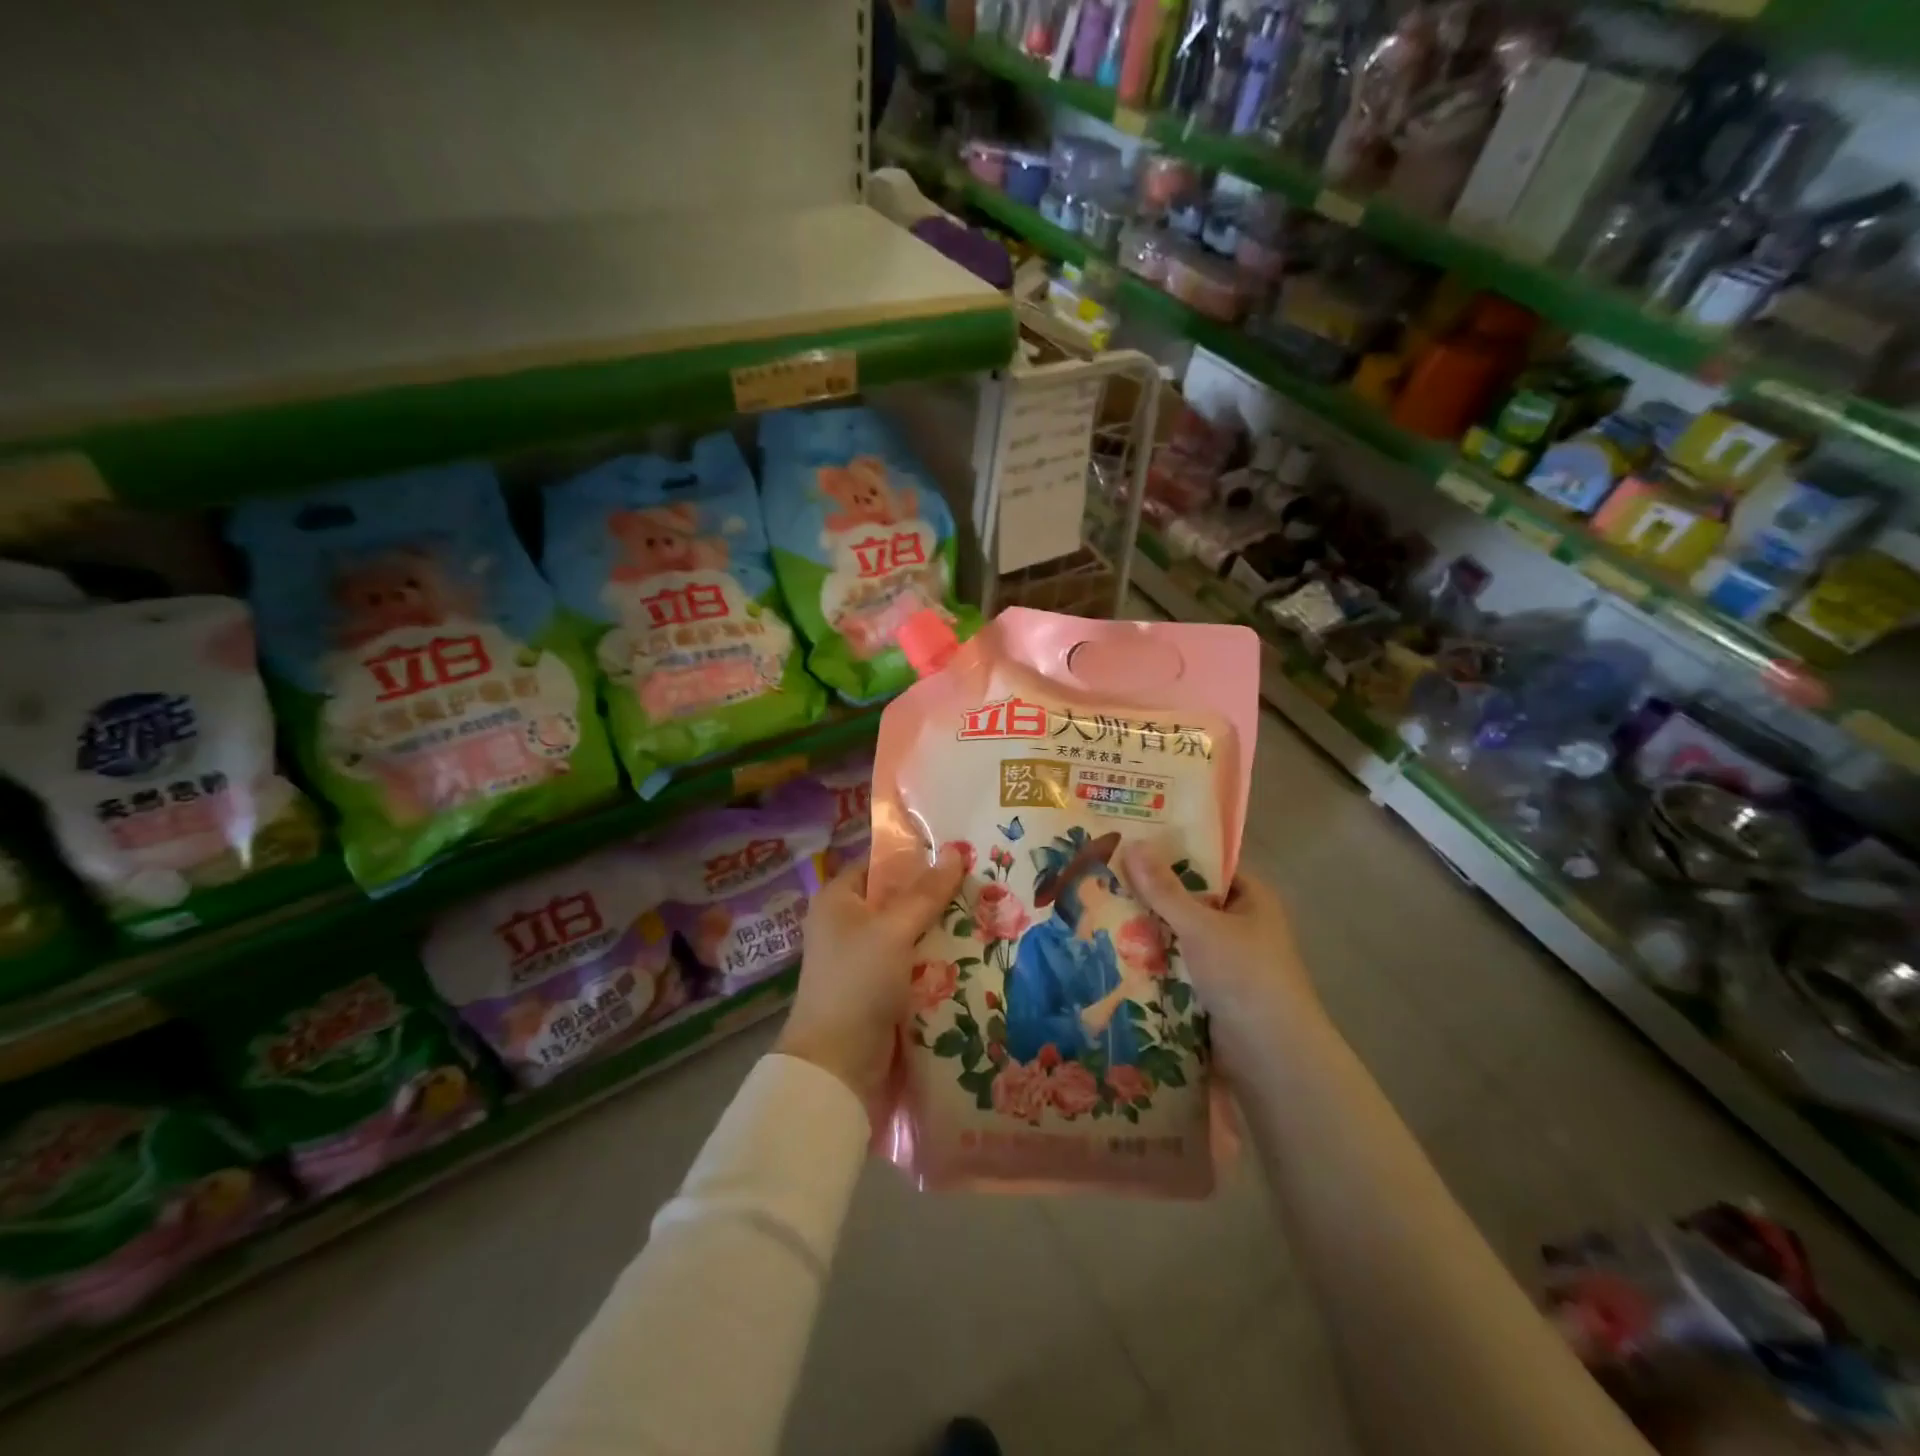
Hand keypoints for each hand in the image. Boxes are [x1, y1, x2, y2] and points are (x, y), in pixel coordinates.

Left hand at [776, 847, 965, 1107]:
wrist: (839, 1065)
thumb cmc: (858, 982)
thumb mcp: (893, 930)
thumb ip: (926, 893)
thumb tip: (957, 851)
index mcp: (837, 900)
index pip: (879, 865)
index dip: (914, 857)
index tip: (957, 854)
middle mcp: (847, 924)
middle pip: (898, 899)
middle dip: (936, 896)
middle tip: (981, 883)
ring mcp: (864, 959)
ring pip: (910, 933)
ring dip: (941, 929)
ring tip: (987, 913)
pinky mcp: (880, 989)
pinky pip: (914, 963)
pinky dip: (937, 959)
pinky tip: (972, 952)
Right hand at [1120, 845, 1324, 1071]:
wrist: (1271, 1055)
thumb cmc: (1245, 976)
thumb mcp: (1201, 926)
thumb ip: (1164, 889)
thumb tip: (1133, 843)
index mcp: (1252, 899)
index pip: (1207, 866)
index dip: (1170, 855)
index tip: (1129, 845)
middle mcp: (1241, 925)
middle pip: (1189, 901)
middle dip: (1151, 896)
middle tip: (1104, 878)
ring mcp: (1226, 961)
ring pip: (1179, 936)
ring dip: (1148, 931)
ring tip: (1099, 911)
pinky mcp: (1212, 991)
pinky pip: (1176, 966)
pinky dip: (1153, 962)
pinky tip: (1115, 952)